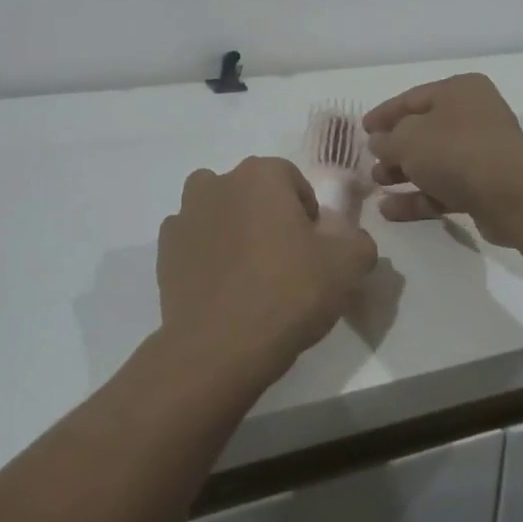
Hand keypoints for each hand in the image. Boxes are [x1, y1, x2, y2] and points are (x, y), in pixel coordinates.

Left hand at [157, 157, 377, 384]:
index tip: (314, 247)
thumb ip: (358, 242)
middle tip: (284, 259)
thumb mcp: (347, 266)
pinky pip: (192, 240)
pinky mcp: (164, 249)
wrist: (220, 346)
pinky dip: (205, 252)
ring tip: (247, 269)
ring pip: (216, 208)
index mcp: (262, 175)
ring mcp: (186, 214)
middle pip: (252, 191)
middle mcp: (219, 182)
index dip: (306, 212)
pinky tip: (220, 285)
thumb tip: (352, 240)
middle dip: (268, 215)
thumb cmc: (289, 293)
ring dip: (231, 227)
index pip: (292, 179)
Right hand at [363, 74, 522, 245]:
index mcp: (459, 91)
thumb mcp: (408, 139)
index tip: (362, 130)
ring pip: (433, 161)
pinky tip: (390, 210)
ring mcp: (481, 153)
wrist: (511, 195)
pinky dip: (419, 197)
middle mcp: (473, 116)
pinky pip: (444, 188)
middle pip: (424, 131)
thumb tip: (378, 142)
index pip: (412, 98)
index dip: (384, 114)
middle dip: (394, 149)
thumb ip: (386, 140)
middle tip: (371, 162)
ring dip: (403, 174)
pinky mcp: (485, 186)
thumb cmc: (455, 151)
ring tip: (377, 185)